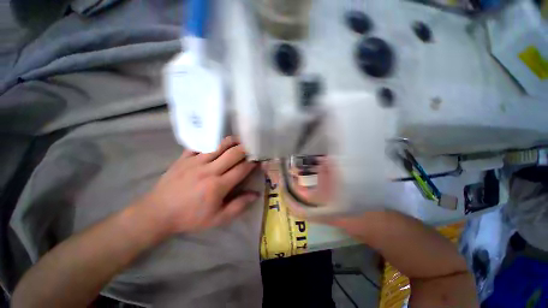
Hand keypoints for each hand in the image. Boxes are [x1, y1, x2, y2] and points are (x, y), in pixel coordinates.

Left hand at [144, 136, 258, 234]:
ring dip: (232, 141)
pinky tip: (218, 142)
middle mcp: (209, 170)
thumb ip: (239, 206)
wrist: (158, 213)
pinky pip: (201, 145)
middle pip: (233, 153)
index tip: (258, 159)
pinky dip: (212, 142)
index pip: (241, 169)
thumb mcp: (217, 218)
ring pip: (219, 145)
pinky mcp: (184, 158)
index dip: (252, 163)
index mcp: (218, 186)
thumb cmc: (190, 217)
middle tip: (252, 147)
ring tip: (240, 140)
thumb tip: (256, 195)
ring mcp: (195, 161)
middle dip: (246, 148)